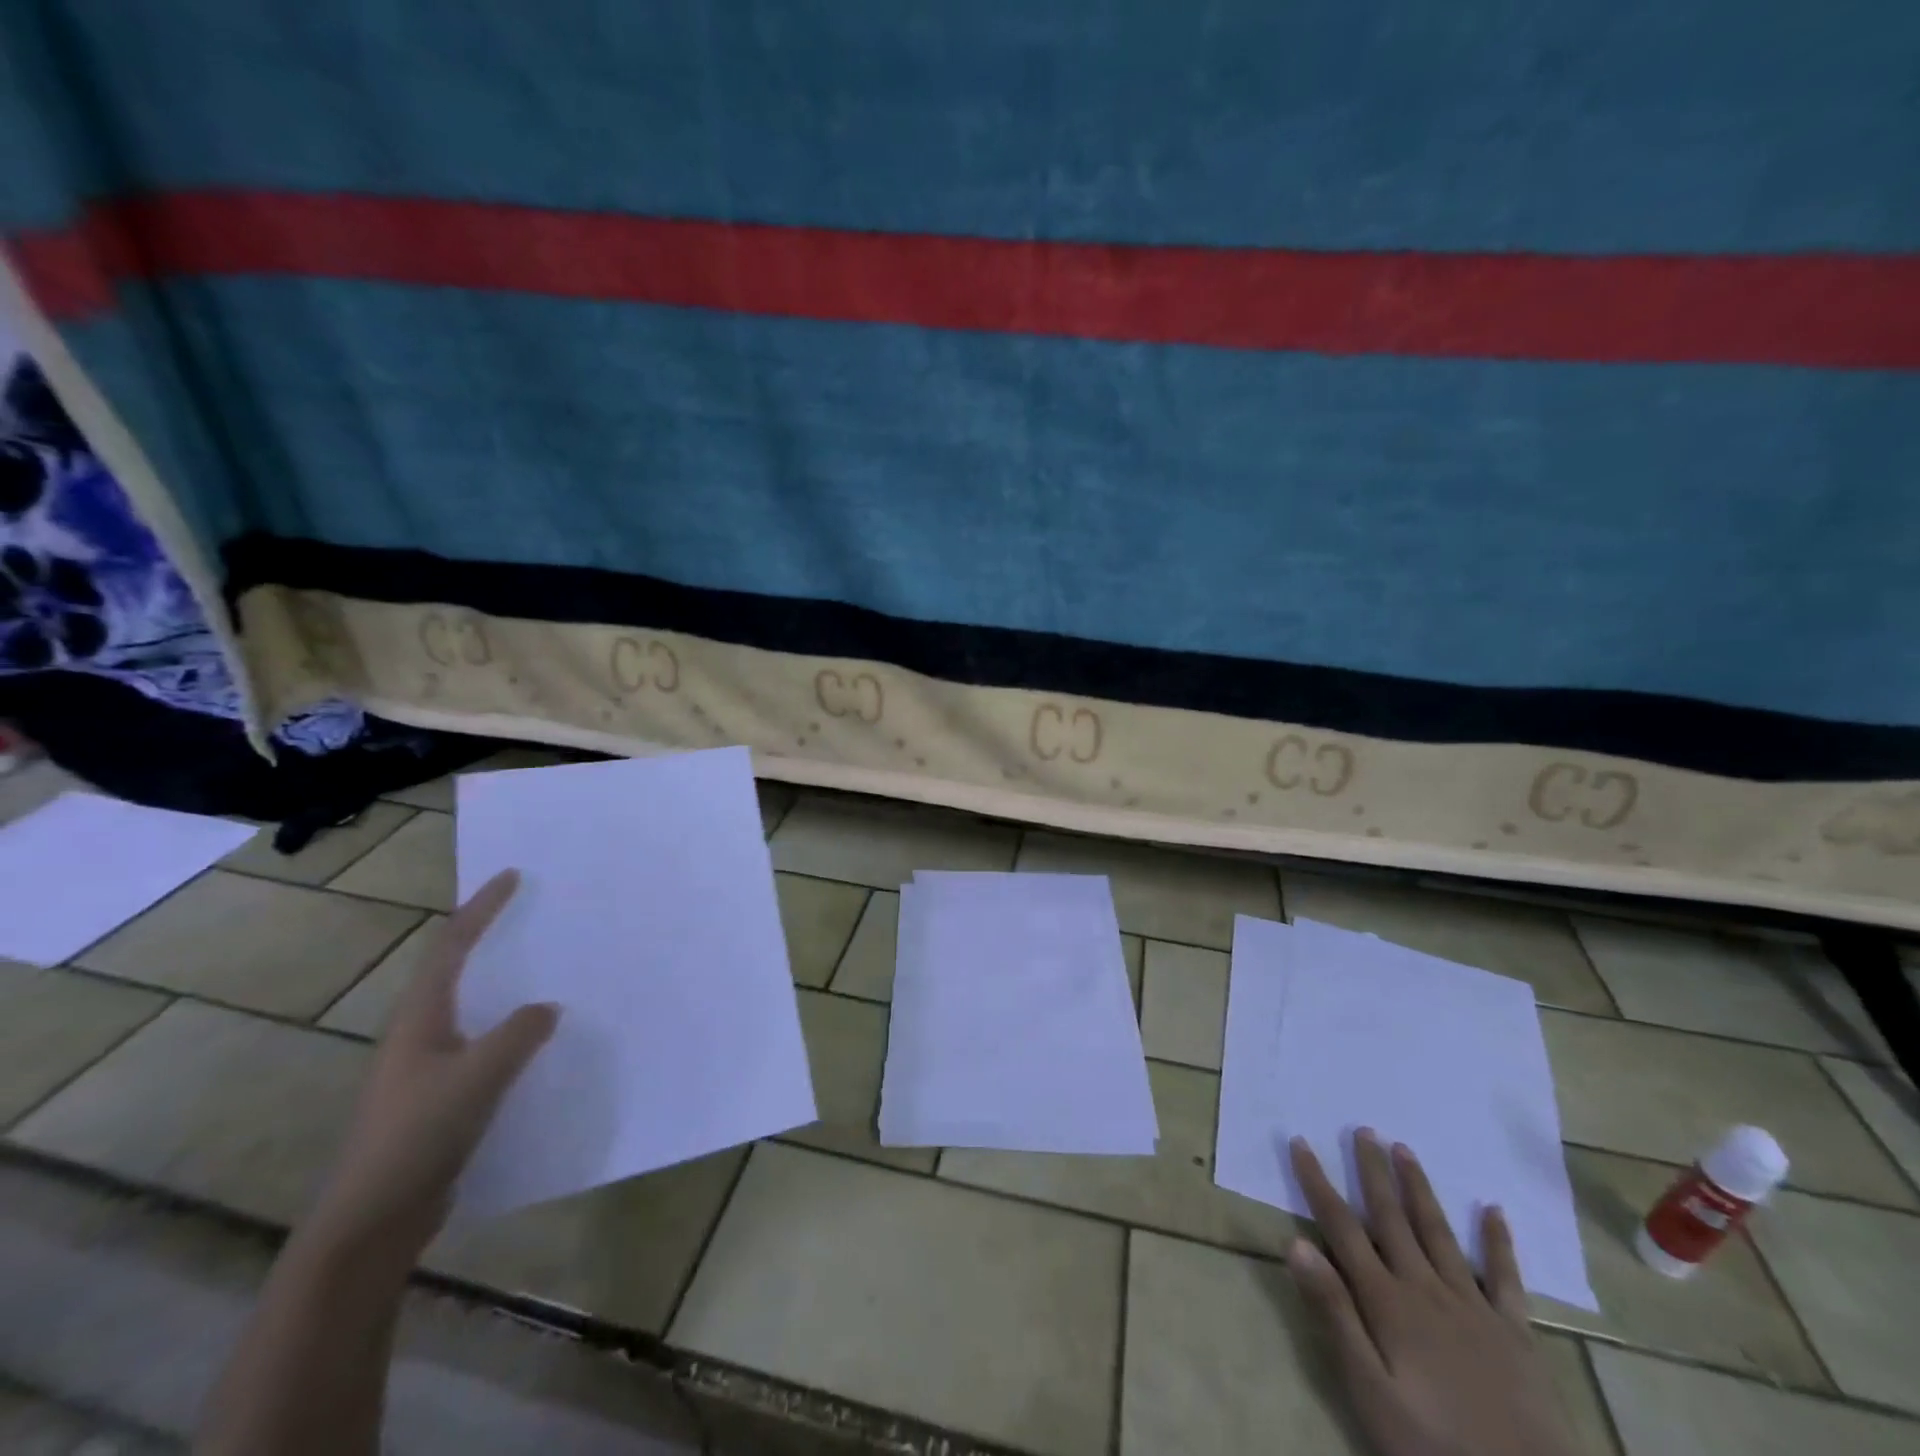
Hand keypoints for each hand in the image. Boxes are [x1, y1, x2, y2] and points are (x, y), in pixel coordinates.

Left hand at [312, 870, 558, 1255]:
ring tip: (548, 971)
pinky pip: (483, 1046)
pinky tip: (540, 1043)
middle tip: (535, 916)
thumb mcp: (479, 1076)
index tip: (512, 876)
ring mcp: (427, 1068)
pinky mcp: (441, 1098)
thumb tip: (547, 1008)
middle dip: (491, 938)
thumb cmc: (418, 1136)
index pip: (452, 945)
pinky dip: (511, 1030)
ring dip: (505, 985)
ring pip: (473, 1009)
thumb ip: (519, 1034)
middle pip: (456, 970)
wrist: (372, 1221)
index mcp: (420, 1018)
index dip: (481, 908)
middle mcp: (419, 1034)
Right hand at [1287, 1131, 1580, 1455]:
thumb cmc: (1434, 1449)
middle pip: (1391, 1218)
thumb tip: (1296, 1244)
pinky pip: (1505, 1278)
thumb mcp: (1370, 1394)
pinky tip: (1493, 1210)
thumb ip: (1334, 1316)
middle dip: (1372, 1171)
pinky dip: (1498, 1242)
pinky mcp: (1516, 1333)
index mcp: (1387, 1302)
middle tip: (1362, 1128)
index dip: (1318, 1182)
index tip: (1300, 1141)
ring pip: (1438, 1233)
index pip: (1341, 1227)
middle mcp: (1426, 1289)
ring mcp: (1474, 1307)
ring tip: (1404, 1149)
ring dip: (1419, 1189)